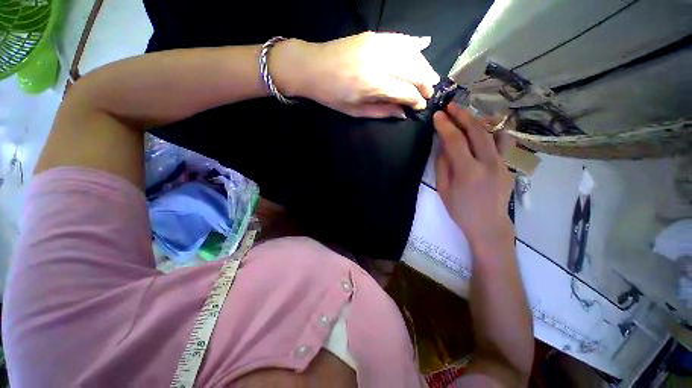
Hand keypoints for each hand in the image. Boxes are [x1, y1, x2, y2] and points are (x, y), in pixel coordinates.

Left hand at [274, 32, 439, 117]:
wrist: (309, 66)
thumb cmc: (329, 92)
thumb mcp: (353, 110)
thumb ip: (382, 112)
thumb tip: (405, 113)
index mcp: (372, 84)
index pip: (407, 92)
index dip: (418, 100)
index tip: (420, 105)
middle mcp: (378, 62)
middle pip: (415, 72)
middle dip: (426, 84)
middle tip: (429, 92)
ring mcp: (376, 45)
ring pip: (412, 54)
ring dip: (424, 66)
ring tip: (429, 76)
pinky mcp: (372, 35)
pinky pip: (399, 38)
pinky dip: (413, 42)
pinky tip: (424, 44)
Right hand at [433, 103, 515, 249]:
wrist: (490, 227)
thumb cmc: (463, 213)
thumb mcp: (444, 191)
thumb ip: (443, 164)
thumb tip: (444, 142)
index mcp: (469, 172)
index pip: (455, 139)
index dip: (445, 124)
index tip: (438, 115)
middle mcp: (488, 164)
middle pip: (477, 130)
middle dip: (463, 114)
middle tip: (451, 107)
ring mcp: (502, 164)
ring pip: (492, 133)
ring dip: (478, 122)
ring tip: (468, 118)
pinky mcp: (508, 167)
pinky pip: (499, 146)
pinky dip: (487, 137)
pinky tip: (480, 139)